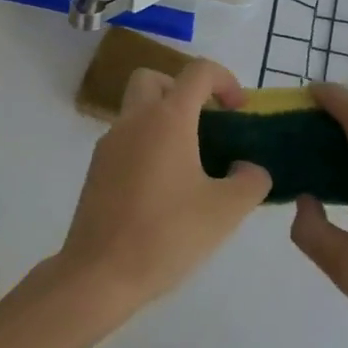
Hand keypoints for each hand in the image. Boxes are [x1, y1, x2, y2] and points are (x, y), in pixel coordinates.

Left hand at [56, 60, 271, 319]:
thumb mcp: (226, 211)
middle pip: (155, 79)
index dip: (225, 80)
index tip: (238, 110)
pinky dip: (147, 145)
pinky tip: (164, 188)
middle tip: (204, 123)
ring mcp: (110, 144)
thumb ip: (250, 181)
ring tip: (190, 162)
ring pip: (137, 110)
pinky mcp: (97, 170)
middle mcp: (134, 120)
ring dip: (164, 120)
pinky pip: (126, 140)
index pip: (198, 71)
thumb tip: (248, 168)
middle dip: (183, 90)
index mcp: (167, 118)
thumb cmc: (166, 234)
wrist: (98, 275)